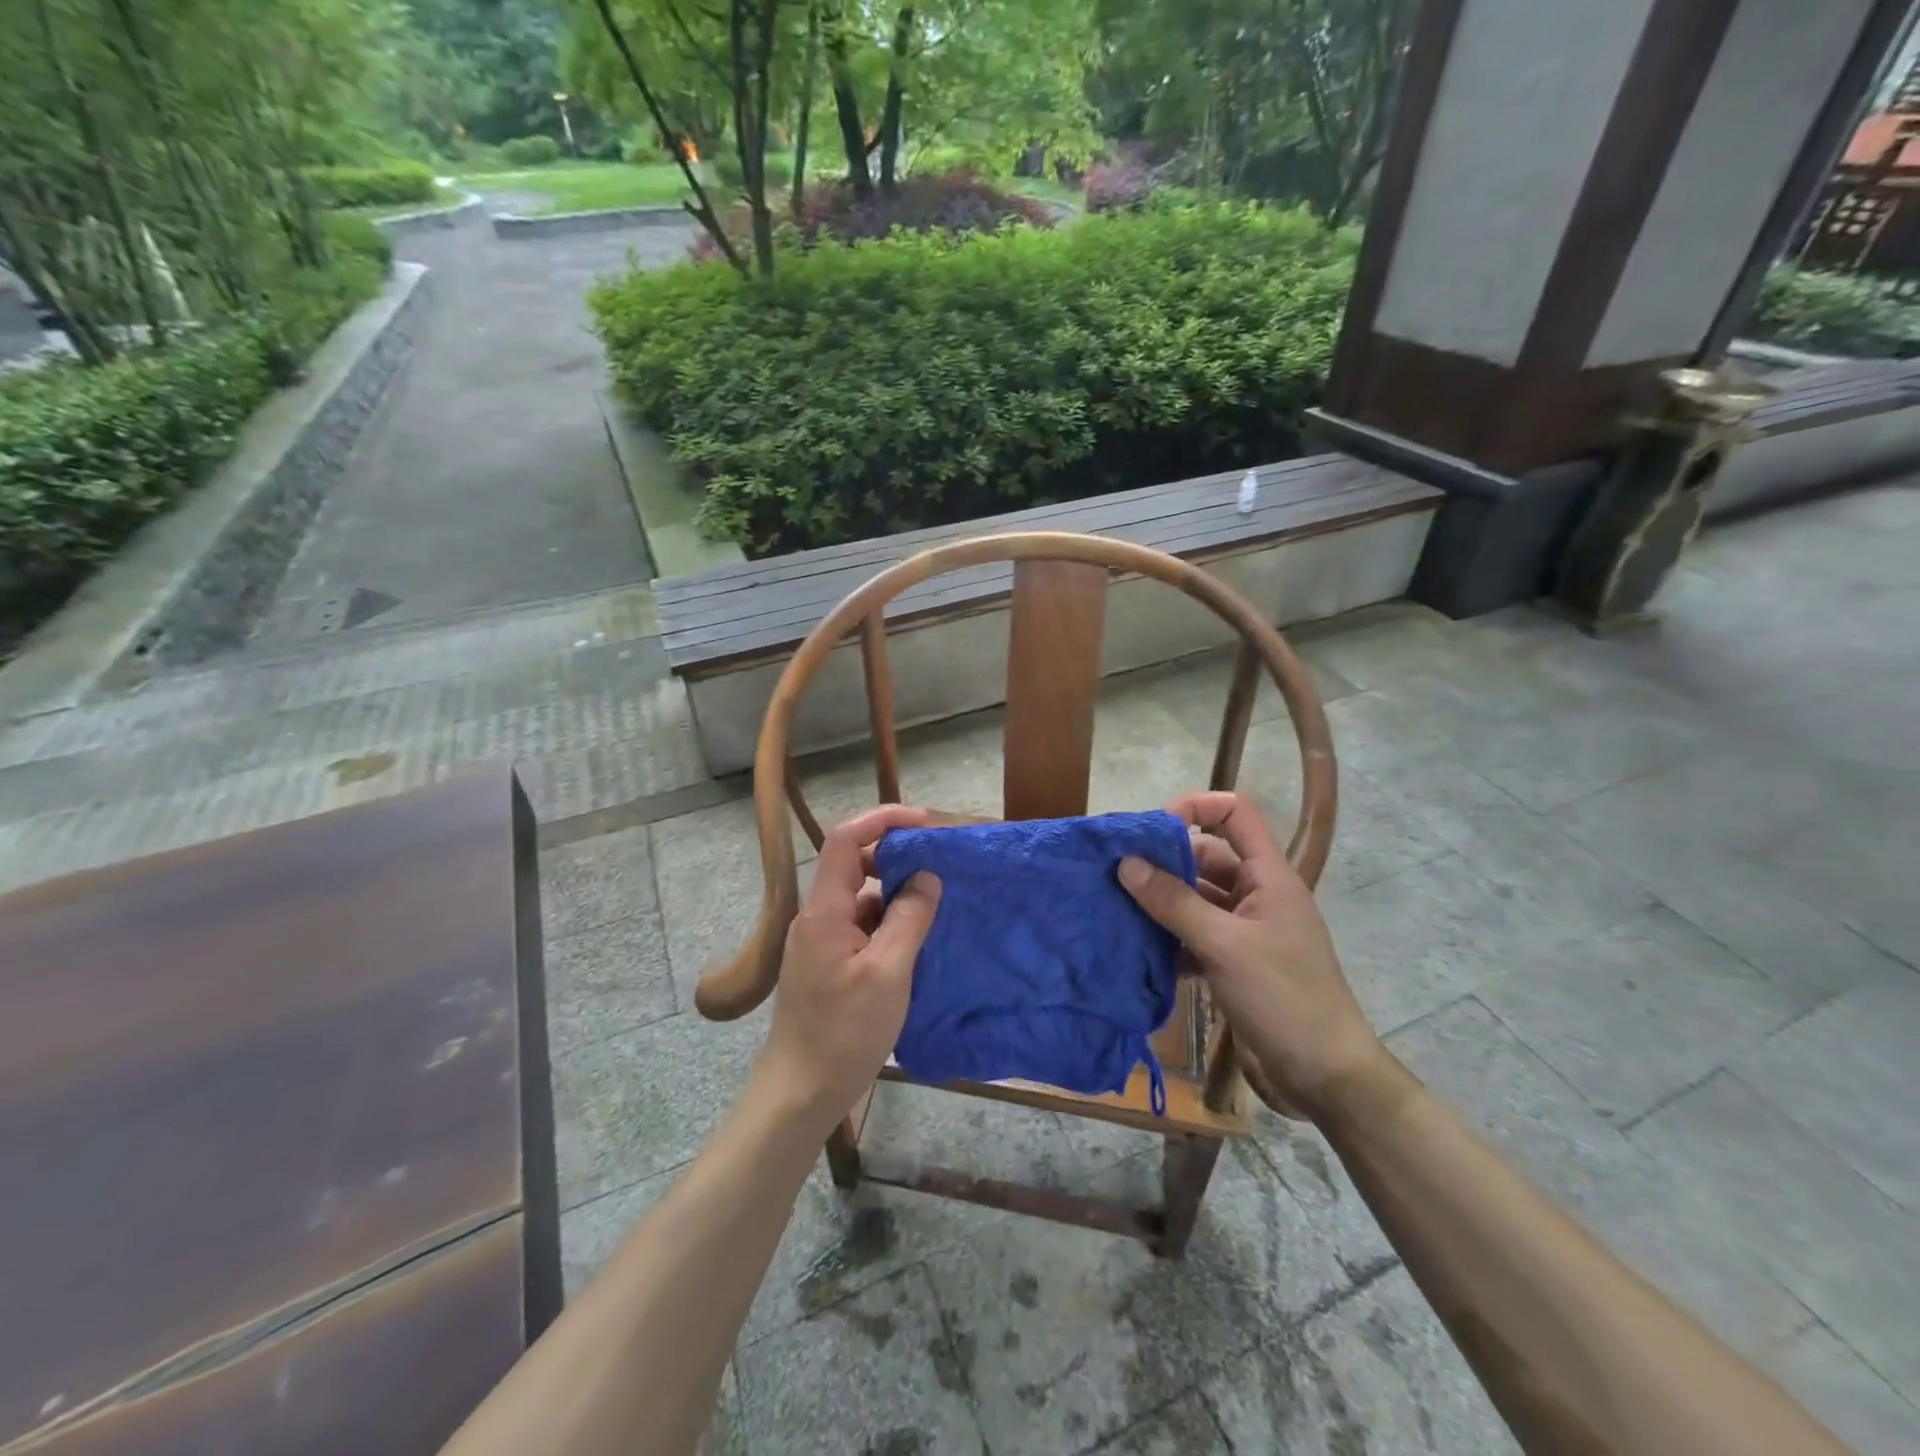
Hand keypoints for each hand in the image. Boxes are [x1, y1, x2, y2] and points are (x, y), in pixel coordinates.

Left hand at [757, 805, 942, 1128]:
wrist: (800, 1093)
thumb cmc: (844, 1033)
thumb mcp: (888, 973)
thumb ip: (909, 919)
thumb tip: (928, 877)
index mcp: (824, 911)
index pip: (845, 839)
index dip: (882, 819)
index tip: (925, 824)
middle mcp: (817, 917)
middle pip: (853, 865)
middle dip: (896, 857)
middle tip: (939, 866)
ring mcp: (821, 942)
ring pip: (861, 898)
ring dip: (896, 893)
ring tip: (937, 902)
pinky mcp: (829, 964)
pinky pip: (861, 926)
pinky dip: (889, 923)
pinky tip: (917, 939)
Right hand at [1118, 791, 1379, 1121]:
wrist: (1324, 1076)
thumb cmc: (1283, 998)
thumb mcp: (1224, 945)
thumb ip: (1173, 902)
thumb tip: (1127, 863)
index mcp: (1269, 876)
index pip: (1235, 814)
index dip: (1195, 807)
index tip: (1151, 828)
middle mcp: (1257, 895)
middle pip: (1206, 857)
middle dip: (1163, 861)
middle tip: (1116, 872)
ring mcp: (1245, 930)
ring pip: (1196, 899)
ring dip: (1161, 903)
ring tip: (1116, 906)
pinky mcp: (1234, 963)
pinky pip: (1195, 935)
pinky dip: (1169, 938)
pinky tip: (1138, 949)